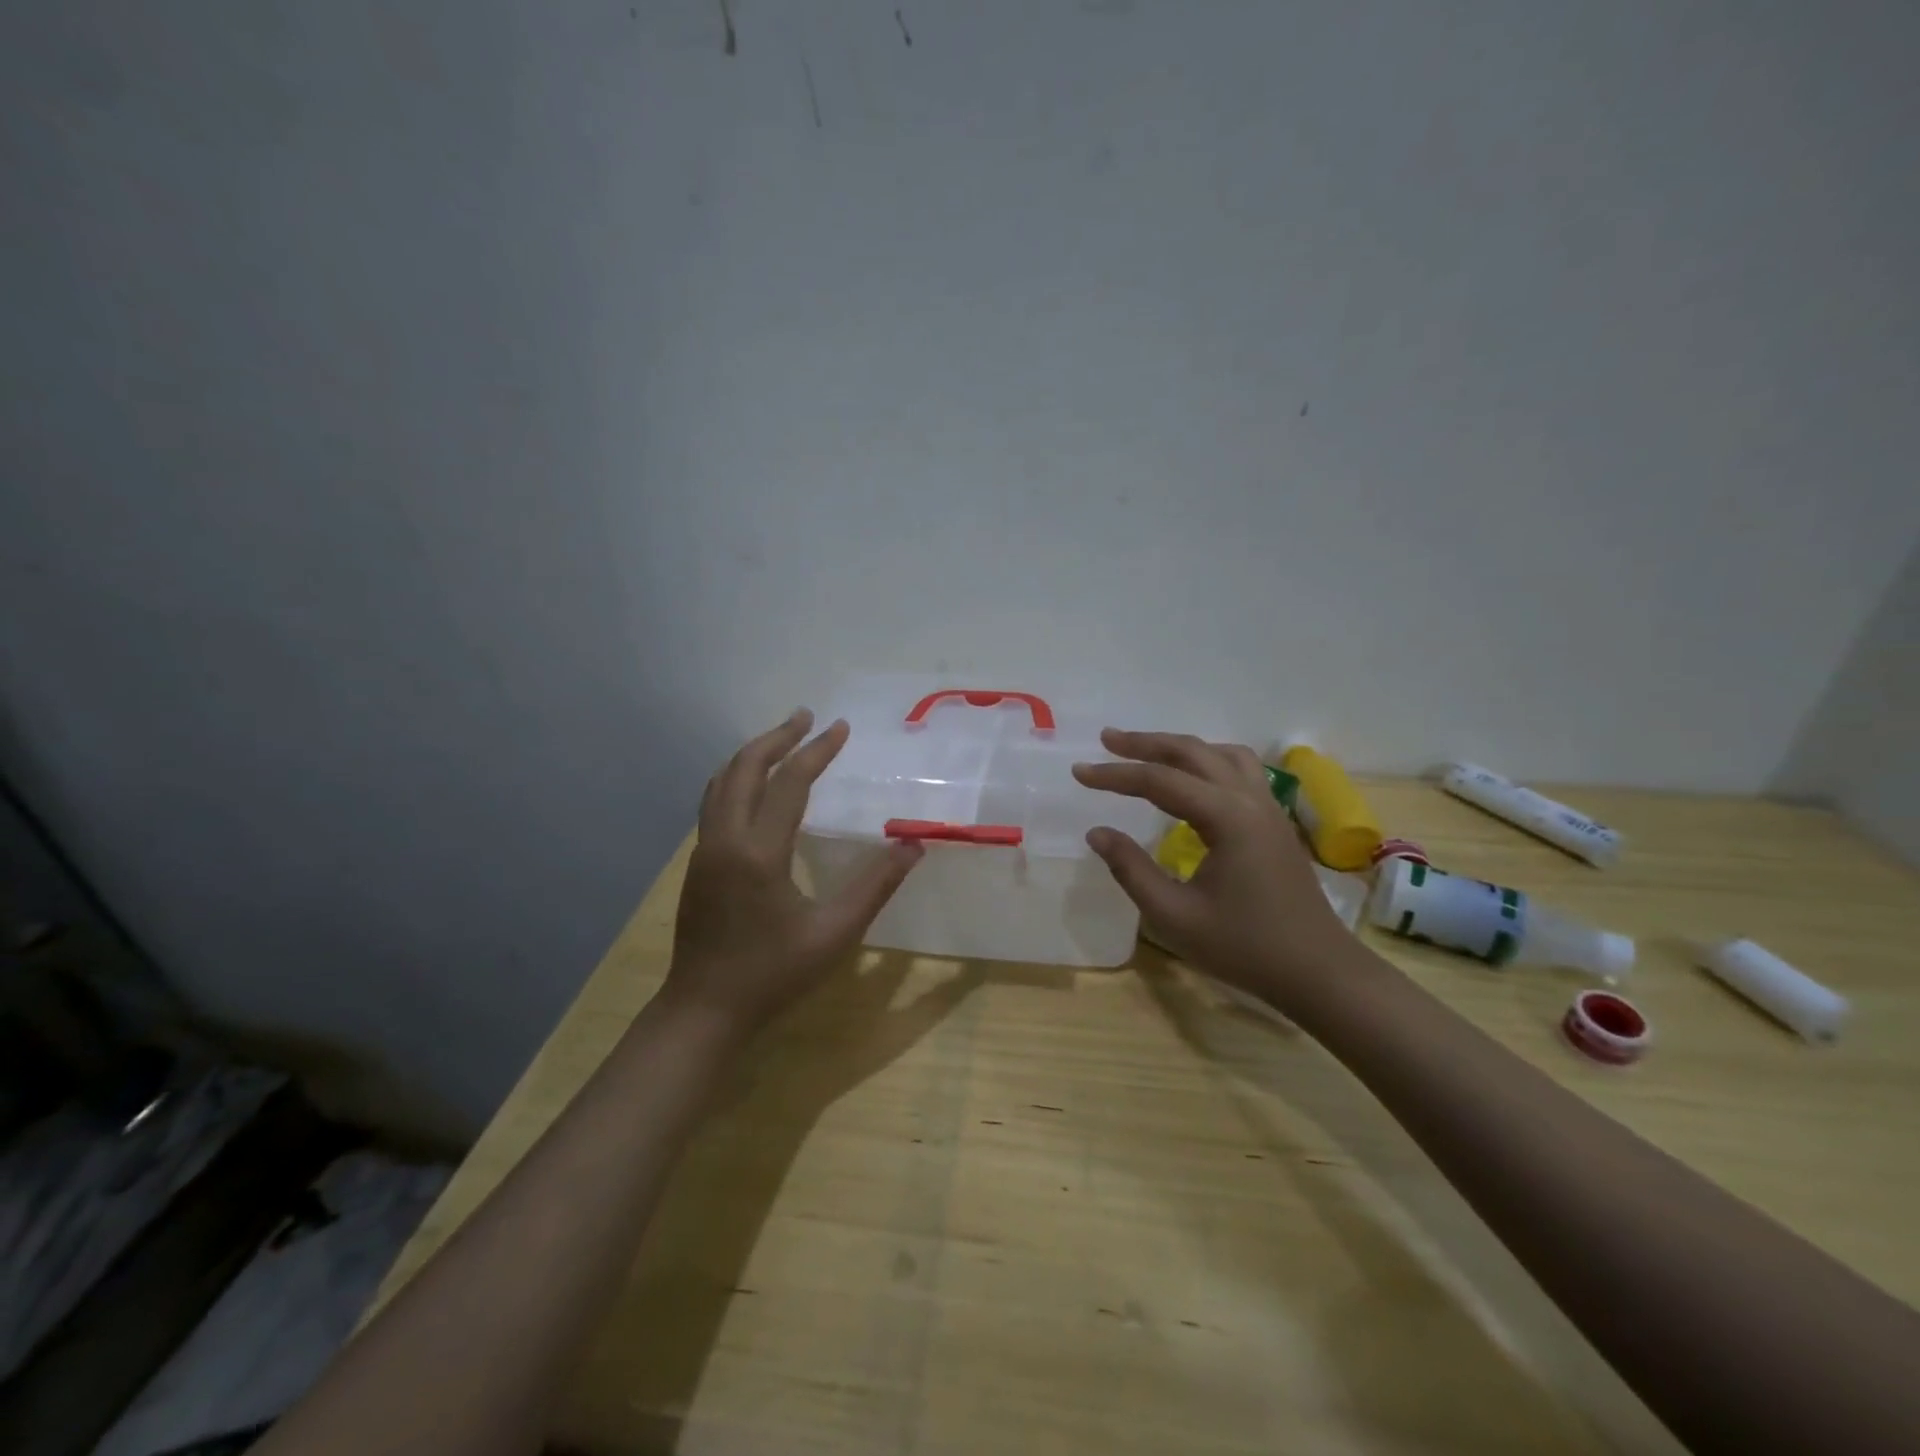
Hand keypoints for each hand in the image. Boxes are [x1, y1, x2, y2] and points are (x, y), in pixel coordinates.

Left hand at [663, 710, 923, 1037]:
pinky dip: (737, 777)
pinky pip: (714, 801)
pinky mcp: (698, 863)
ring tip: (782, 739)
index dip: (817, 751)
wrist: (704, 1009)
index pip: (789, 783)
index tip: (840, 727)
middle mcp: (724, 839)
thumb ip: (876, 886)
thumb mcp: (835, 934)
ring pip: (721, 782)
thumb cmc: (773, 974)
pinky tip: (756, 786)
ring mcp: (704, 850)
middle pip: (744, 768)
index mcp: (758, 851)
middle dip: (777, 737)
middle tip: (806, 717)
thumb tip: (914, 846)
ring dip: (752, 754)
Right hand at [1072, 730, 1354, 1008]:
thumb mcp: (1174, 915)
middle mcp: (1250, 799)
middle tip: (1106, 740)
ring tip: (1146, 751)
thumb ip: (1131, 869)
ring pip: (1221, 754)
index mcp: (1227, 818)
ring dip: (1180, 747)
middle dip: (1146, 743)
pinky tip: (1192, 778)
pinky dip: (1206, 761)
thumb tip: (1096, 832)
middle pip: (1192, 752)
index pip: (1160, 781)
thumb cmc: (1244, 948)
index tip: (1078, 772)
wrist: (1318, 971)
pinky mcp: (1274, 821)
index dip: (1115, 775)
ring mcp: (1268, 807)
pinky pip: (1239, 770)